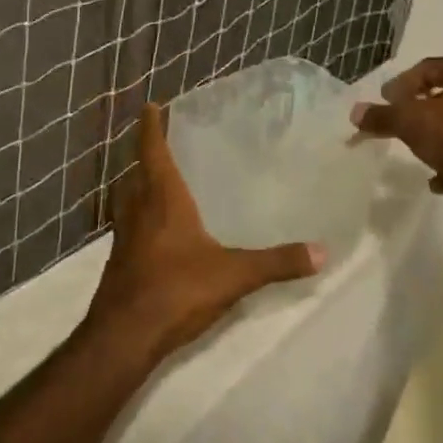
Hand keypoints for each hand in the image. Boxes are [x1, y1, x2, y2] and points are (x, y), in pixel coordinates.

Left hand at [89, 102, 324, 367]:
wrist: (124, 336)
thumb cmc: (176, 290)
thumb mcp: (234, 275)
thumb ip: (277, 262)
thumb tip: (322, 251)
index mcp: (162, 200)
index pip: (152, 151)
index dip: (150, 127)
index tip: (150, 105)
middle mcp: (138, 210)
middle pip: (137, 172)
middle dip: (146, 154)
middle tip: (162, 140)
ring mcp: (124, 237)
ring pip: (129, 198)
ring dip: (140, 183)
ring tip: (160, 179)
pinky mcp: (120, 261)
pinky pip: (130, 225)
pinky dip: (141, 215)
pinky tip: (158, 231)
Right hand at [350, 54, 442, 227]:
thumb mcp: (411, 123)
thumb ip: (381, 116)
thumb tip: (355, 112)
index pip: (426, 68)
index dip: (399, 85)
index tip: (384, 104)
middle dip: (418, 112)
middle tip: (396, 126)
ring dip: (437, 138)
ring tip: (417, 153)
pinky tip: (438, 180)